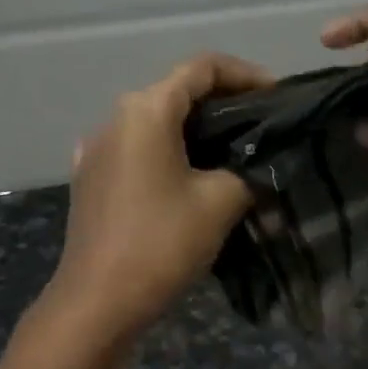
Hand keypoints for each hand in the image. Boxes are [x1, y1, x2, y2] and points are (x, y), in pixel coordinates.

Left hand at [42, 52, 272, 345]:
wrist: (98, 301)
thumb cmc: (161, 243)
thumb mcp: (220, 202)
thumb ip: (245, 172)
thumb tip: (249, 170)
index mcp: (145, 110)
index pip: (202, 67)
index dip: (246, 75)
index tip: (277, 97)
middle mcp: (114, 119)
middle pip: (175, 93)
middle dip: (222, 106)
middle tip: (260, 130)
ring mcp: (96, 150)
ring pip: (155, 125)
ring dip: (193, 133)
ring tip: (231, 157)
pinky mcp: (90, 180)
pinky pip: (136, 153)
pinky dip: (167, 156)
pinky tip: (187, 182)